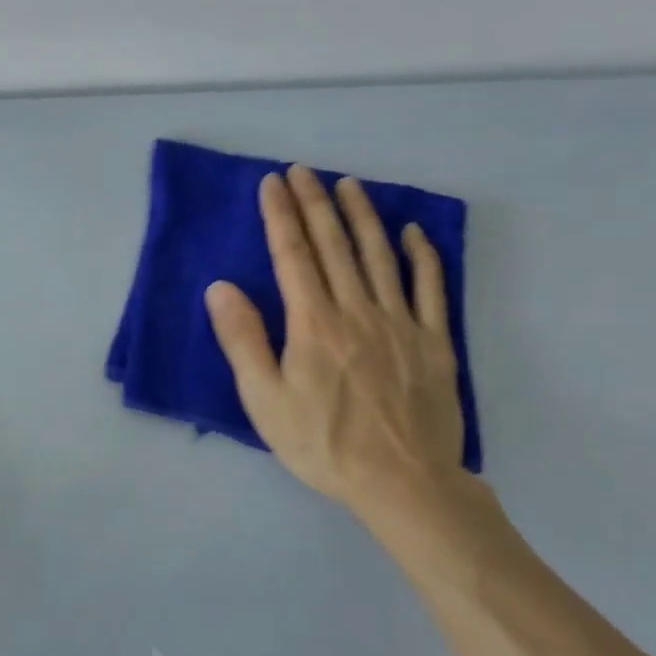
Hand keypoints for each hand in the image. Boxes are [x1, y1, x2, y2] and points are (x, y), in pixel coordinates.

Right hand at [204, 165, 496, 560]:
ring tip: (349, 185)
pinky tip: (413, 232)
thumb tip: (221, 287)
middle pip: (334, 245)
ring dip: (362, 216)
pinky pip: (431, 288)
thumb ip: (243, 340)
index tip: (273, 182)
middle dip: (316, 203)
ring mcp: (401, 323)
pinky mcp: (435, 342)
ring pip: (379, 256)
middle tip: (304, 171)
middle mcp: (357, 310)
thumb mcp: (265, 400)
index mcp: (314, 323)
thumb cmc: (324, 445)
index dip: (281, 215)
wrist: (404, 484)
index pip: (293, 255)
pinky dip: (423, 256)